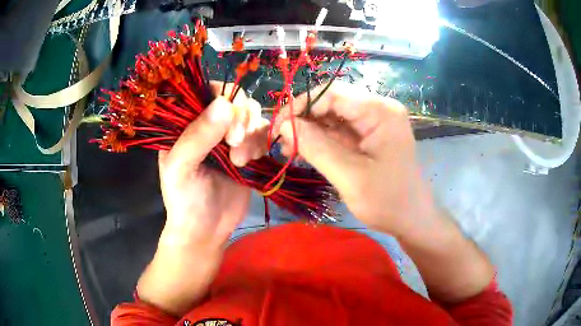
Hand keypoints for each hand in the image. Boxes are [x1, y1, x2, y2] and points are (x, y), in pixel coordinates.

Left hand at [138, 84, 268, 315]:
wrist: (207, 231)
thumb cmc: (185, 200)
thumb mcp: (182, 168)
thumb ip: (198, 135)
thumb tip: (225, 103)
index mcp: (185, 123)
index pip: (206, 91)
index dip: (223, 98)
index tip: (228, 121)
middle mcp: (207, 125)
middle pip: (235, 100)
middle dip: (241, 119)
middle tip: (235, 144)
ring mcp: (228, 137)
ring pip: (251, 115)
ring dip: (251, 134)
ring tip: (240, 160)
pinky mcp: (246, 150)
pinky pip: (261, 133)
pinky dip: (261, 142)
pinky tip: (250, 160)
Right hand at [278, 82, 433, 236]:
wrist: (412, 219)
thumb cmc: (388, 201)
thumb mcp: (350, 177)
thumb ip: (317, 148)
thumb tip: (285, 125)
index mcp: (380, 111)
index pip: (333, 93)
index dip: (302, 105)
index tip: (279, 125)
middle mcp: (378, 110)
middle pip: (332, 103)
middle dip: (305, 119)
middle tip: (282, 141)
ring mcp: (374, 123)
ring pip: (333, 117)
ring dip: (310, 131)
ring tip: (290, 149)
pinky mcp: (369, 136)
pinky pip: (339, 131)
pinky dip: (321, 140)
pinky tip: (306, 152)